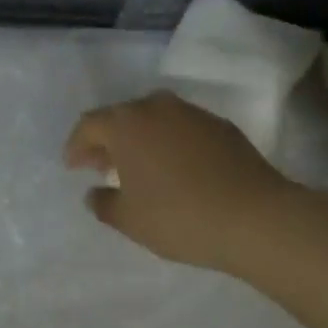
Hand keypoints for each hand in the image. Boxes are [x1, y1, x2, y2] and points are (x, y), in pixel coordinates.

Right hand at [64, 91, 299, 272]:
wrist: (254, 216)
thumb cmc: (180, 217)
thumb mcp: (130, 220)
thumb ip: (104, 203)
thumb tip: (94, 192)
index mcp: (126, 124)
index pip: (89, 125)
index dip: (76, 145)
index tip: (73, 166)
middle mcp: (156, 106)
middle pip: (121, 117)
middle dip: (108, 140)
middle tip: (102, 166)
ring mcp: (191, 112)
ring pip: (153, 119)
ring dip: (140, 139)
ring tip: (139, 168)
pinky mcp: (219, 124)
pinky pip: (181, 128)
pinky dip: (170, 143)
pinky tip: (176, 169)